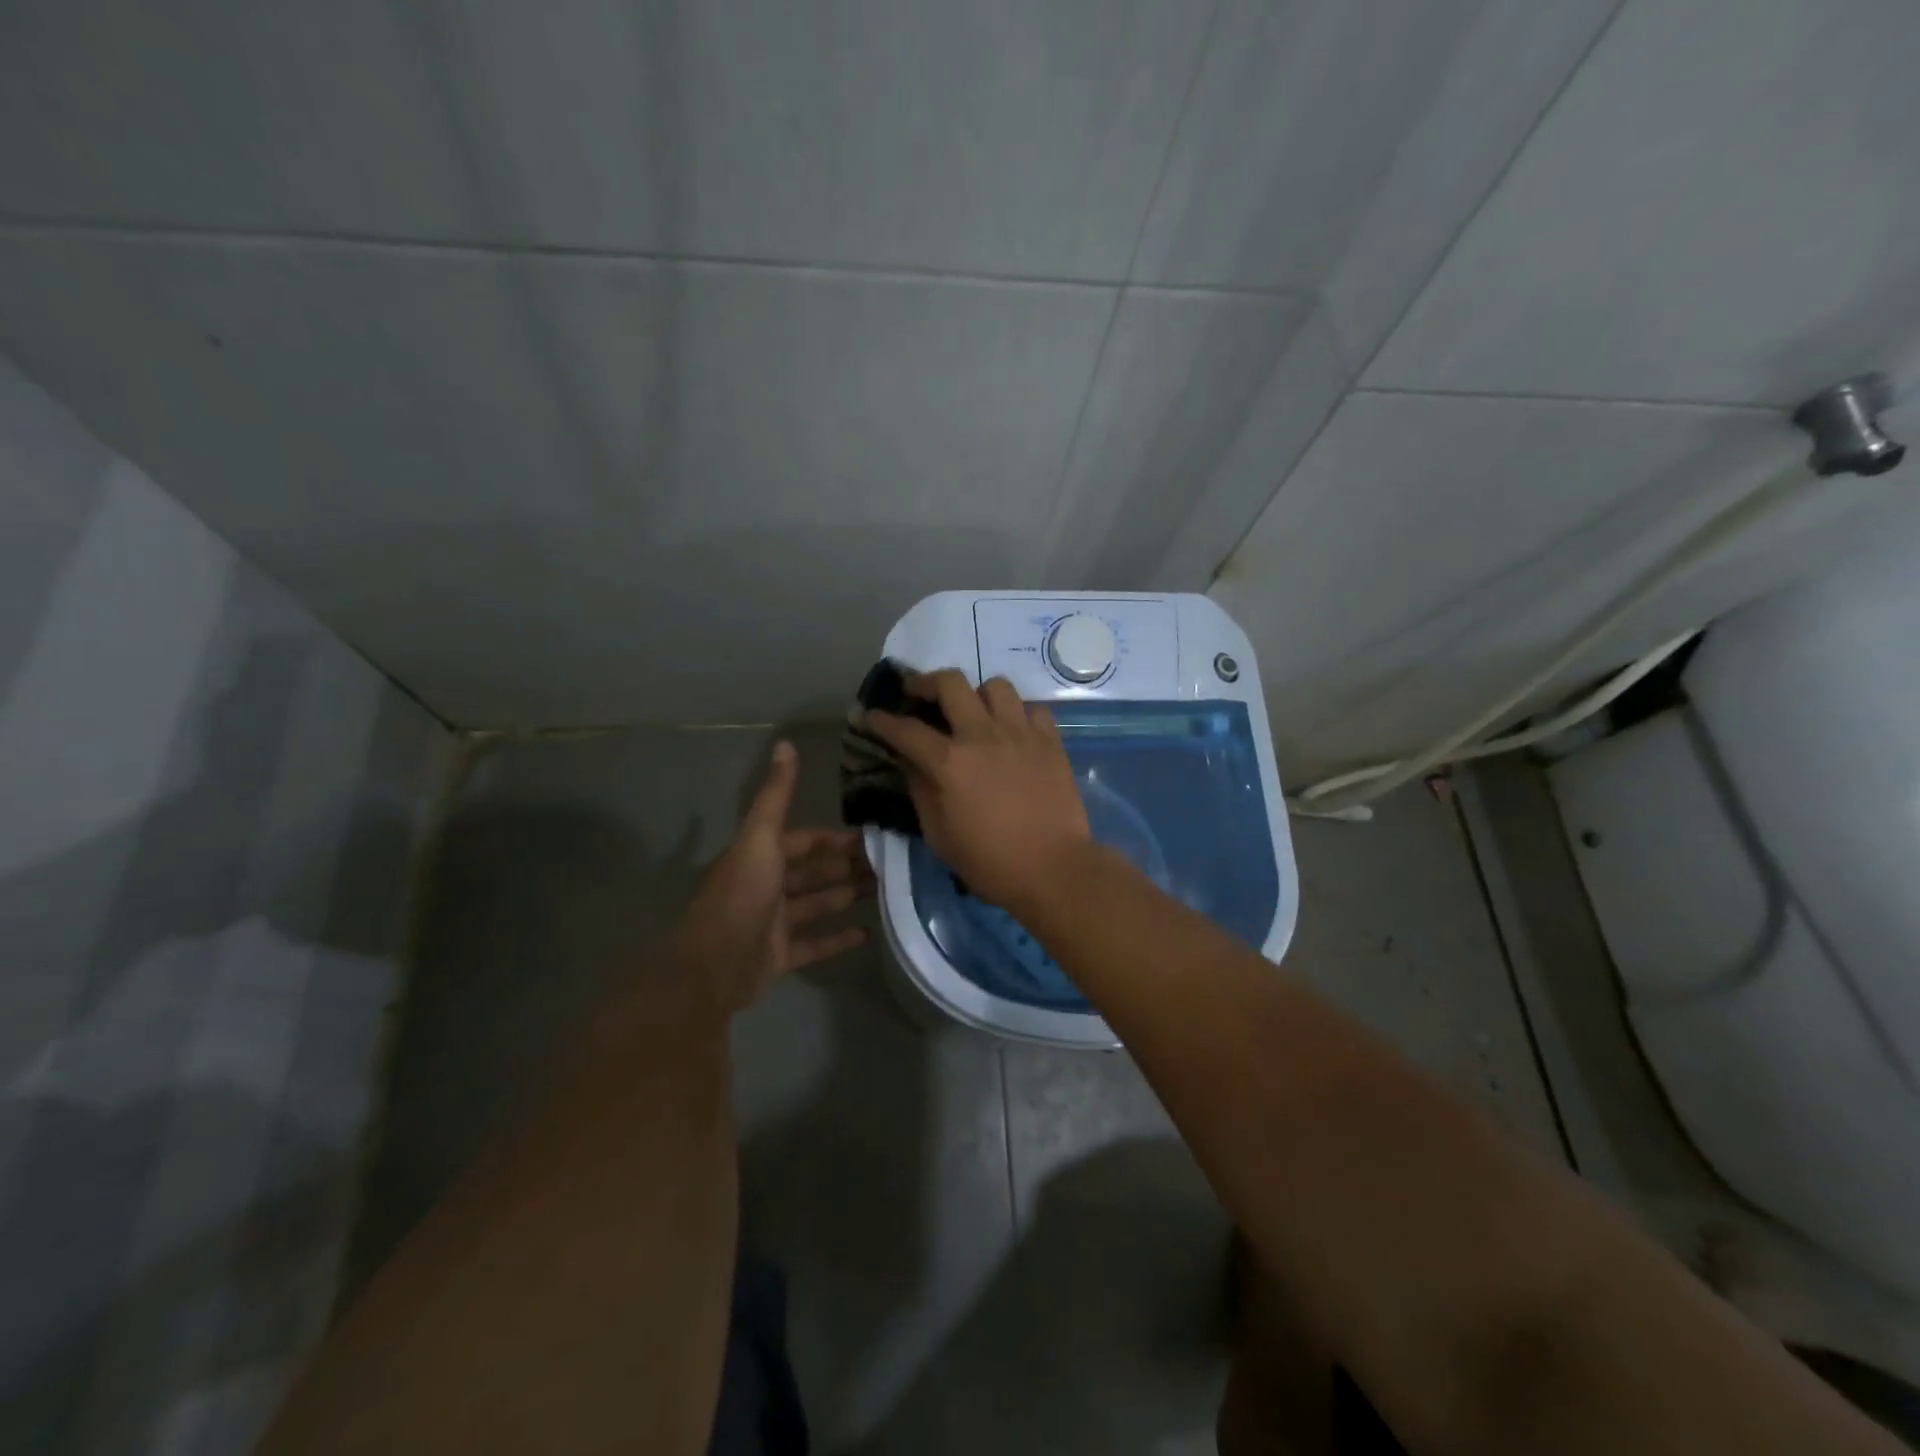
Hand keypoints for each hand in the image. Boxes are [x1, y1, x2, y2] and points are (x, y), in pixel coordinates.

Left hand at [673, 742, 872, 1019]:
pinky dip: (838, 938)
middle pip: (813, 872)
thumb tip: (785, 744)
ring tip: (886, 892)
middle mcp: (766, 886)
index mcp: (760, 857)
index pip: (805, 841)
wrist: (712, 968)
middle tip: (890, 865)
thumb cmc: (741, 897)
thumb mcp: (760, 839)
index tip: (873, 837)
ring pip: (817, 904)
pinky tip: (868, 934)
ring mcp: (773, 924)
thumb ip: (776, 796)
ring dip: (846, 896)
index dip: (835, 839)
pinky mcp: (779, 957)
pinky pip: (814, 944)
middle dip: (848, 866)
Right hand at [866, 670, 1090, 914]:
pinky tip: (1013, 732)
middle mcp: (983, 735)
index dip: (881, 721)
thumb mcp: (939, 835)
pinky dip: (1018, 714)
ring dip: (977, 694)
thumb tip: (910, 763)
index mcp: (949, 762)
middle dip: (926, 683)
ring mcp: (1020, 733)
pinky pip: (1033, 709)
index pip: (905, 729)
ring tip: (973, 712)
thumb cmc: (989, 861)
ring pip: (995, 686)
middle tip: (918, 693)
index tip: (870, 716)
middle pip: (950, 683)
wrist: (1053, 869)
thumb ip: (921, 791)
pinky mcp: (1050, 741)